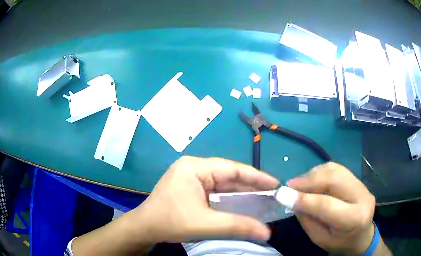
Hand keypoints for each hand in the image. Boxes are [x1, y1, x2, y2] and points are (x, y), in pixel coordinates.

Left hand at [135, 156, 279, 242]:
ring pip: (223, 185)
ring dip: (241, 194)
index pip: (232, 168)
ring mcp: (192, 178)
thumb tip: (267, 233)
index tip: (276, 184)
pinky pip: (216, 192)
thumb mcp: (205, 224)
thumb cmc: (169, 222)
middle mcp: (194, 168)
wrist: (144, 229)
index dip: (256, 177)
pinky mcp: (191, 189)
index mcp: (195, 167)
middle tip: (272, 194)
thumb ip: (237, 226)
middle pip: (229, 176)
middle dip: (250, 186)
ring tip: (263, 200)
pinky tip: (243, 205)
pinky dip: (230, 200)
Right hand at [287, 162, 375, 254]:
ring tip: (299, 183)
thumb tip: (291, 200)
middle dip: (308, 180)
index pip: (327, 205)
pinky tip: (312, 180)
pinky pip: (337, 168)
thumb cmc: (340, 243)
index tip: (282, 194)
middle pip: (333, 179)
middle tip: (289, 186)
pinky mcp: (358, 179)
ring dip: (313, 174)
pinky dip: (320, 172)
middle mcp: (362, 196)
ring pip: (335, 169)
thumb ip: (308, 220)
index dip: (304, 199)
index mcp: (354, 219)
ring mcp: (361, 185)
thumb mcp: (320, 239)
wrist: (362, 235)